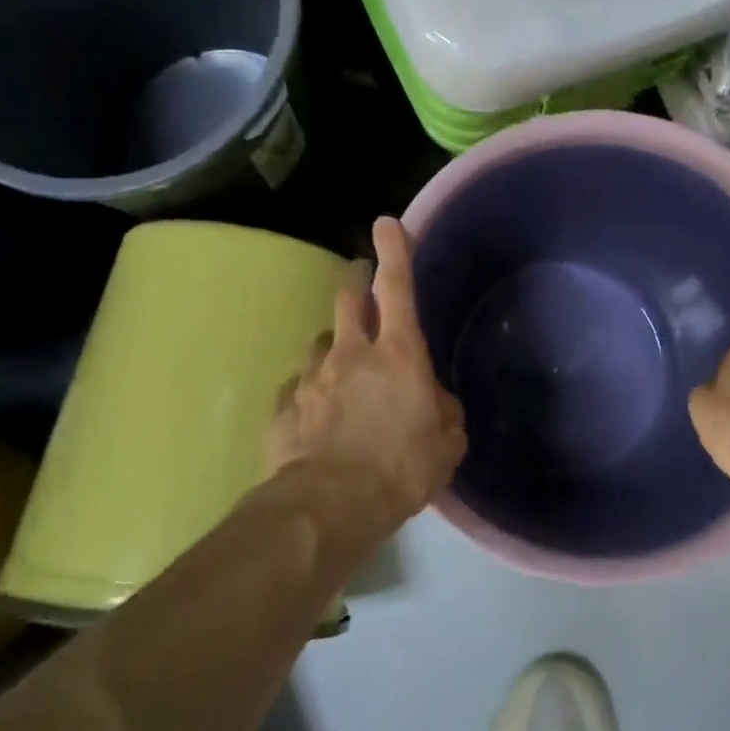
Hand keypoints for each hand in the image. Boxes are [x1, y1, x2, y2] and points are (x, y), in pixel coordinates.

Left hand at [268, 217, 466, 528]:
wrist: (329, 507)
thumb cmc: (400, 469)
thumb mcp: (447, 445)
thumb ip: (444, 413)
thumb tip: (436, 403)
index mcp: (398, 354)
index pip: (398, 287)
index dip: (394, 250)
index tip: (386, 224)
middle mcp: (352, 353)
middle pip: (349, 298)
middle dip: (356, 282)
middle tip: (361, 282)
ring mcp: (311, 376)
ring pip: (320, 342)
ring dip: (333, 348)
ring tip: (340, 375)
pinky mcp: (283, 406)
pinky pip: (297, 387)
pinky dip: (309, 393)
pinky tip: (314, 417)